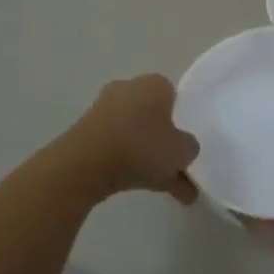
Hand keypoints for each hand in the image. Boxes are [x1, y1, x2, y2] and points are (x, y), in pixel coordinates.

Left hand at [61, 74, 198, 203]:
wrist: (84, 165)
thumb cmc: (141, 147)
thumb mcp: (182, 151)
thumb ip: (190, 148)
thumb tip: (184, 148)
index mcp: (154, 83)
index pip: (175, 96)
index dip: (183, 119)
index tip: (185, 143)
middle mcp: (128, 89)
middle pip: (154, 116)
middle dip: (165, 142)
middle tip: (177, 167)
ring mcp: (103, 110)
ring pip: (136, 135)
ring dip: (149, 158)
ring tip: (167, 189)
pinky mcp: (86, 132)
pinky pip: (117, 147)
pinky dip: (129, 164)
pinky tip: (143, 188)